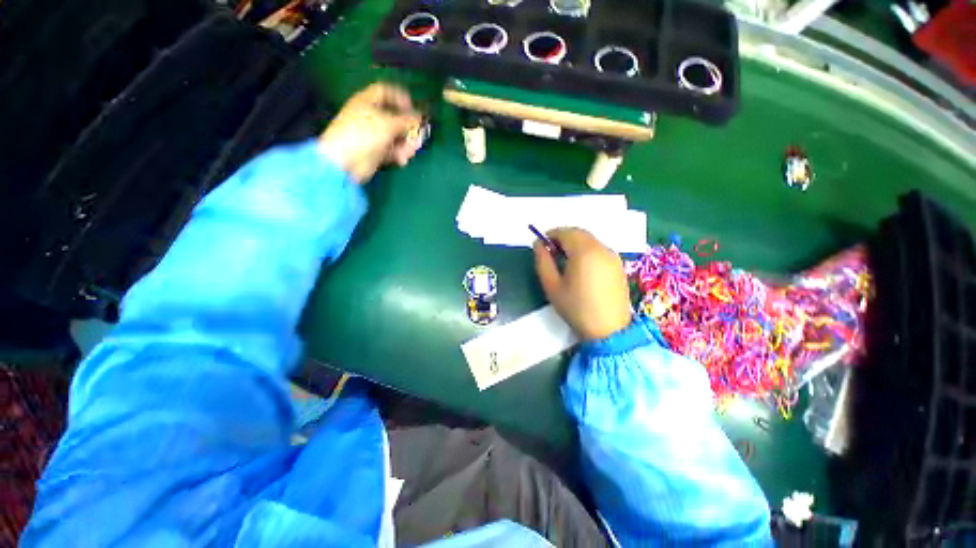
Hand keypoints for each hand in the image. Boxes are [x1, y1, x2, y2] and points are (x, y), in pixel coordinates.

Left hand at [318, 83, 422, 183]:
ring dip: (406, 143)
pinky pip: (391, 150)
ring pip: (395, 136)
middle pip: (394, 118)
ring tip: (411, 151)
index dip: (399, 98)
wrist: (345, 161)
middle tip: (419, 136)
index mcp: (367, 103)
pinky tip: (402, 159)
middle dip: (408, 127)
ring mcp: (372, 136)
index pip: (385, 93)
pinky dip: (398, 154)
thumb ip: (406, 121)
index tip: (412, 108)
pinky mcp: (375, 152)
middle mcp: (370, 117)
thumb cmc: (364, 135)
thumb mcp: (388, 124)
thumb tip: (419, 118)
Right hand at [534, 228, 631, 340]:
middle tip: (551, 252)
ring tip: (564, 260)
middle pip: (579, 233)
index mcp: (584, 251)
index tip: (541, 244)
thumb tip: (538, 244)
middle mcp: (601, 248)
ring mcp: (613, 256)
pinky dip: (587, 251)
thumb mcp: (552, 285)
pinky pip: (599, 250)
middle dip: (563, 237)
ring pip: (590, 240)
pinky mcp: (618, 265)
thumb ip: (543, 261)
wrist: (609, 331)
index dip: (551, 234)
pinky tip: (581, 267)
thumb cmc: (576, 308)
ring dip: (575, 243)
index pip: (565, 232)